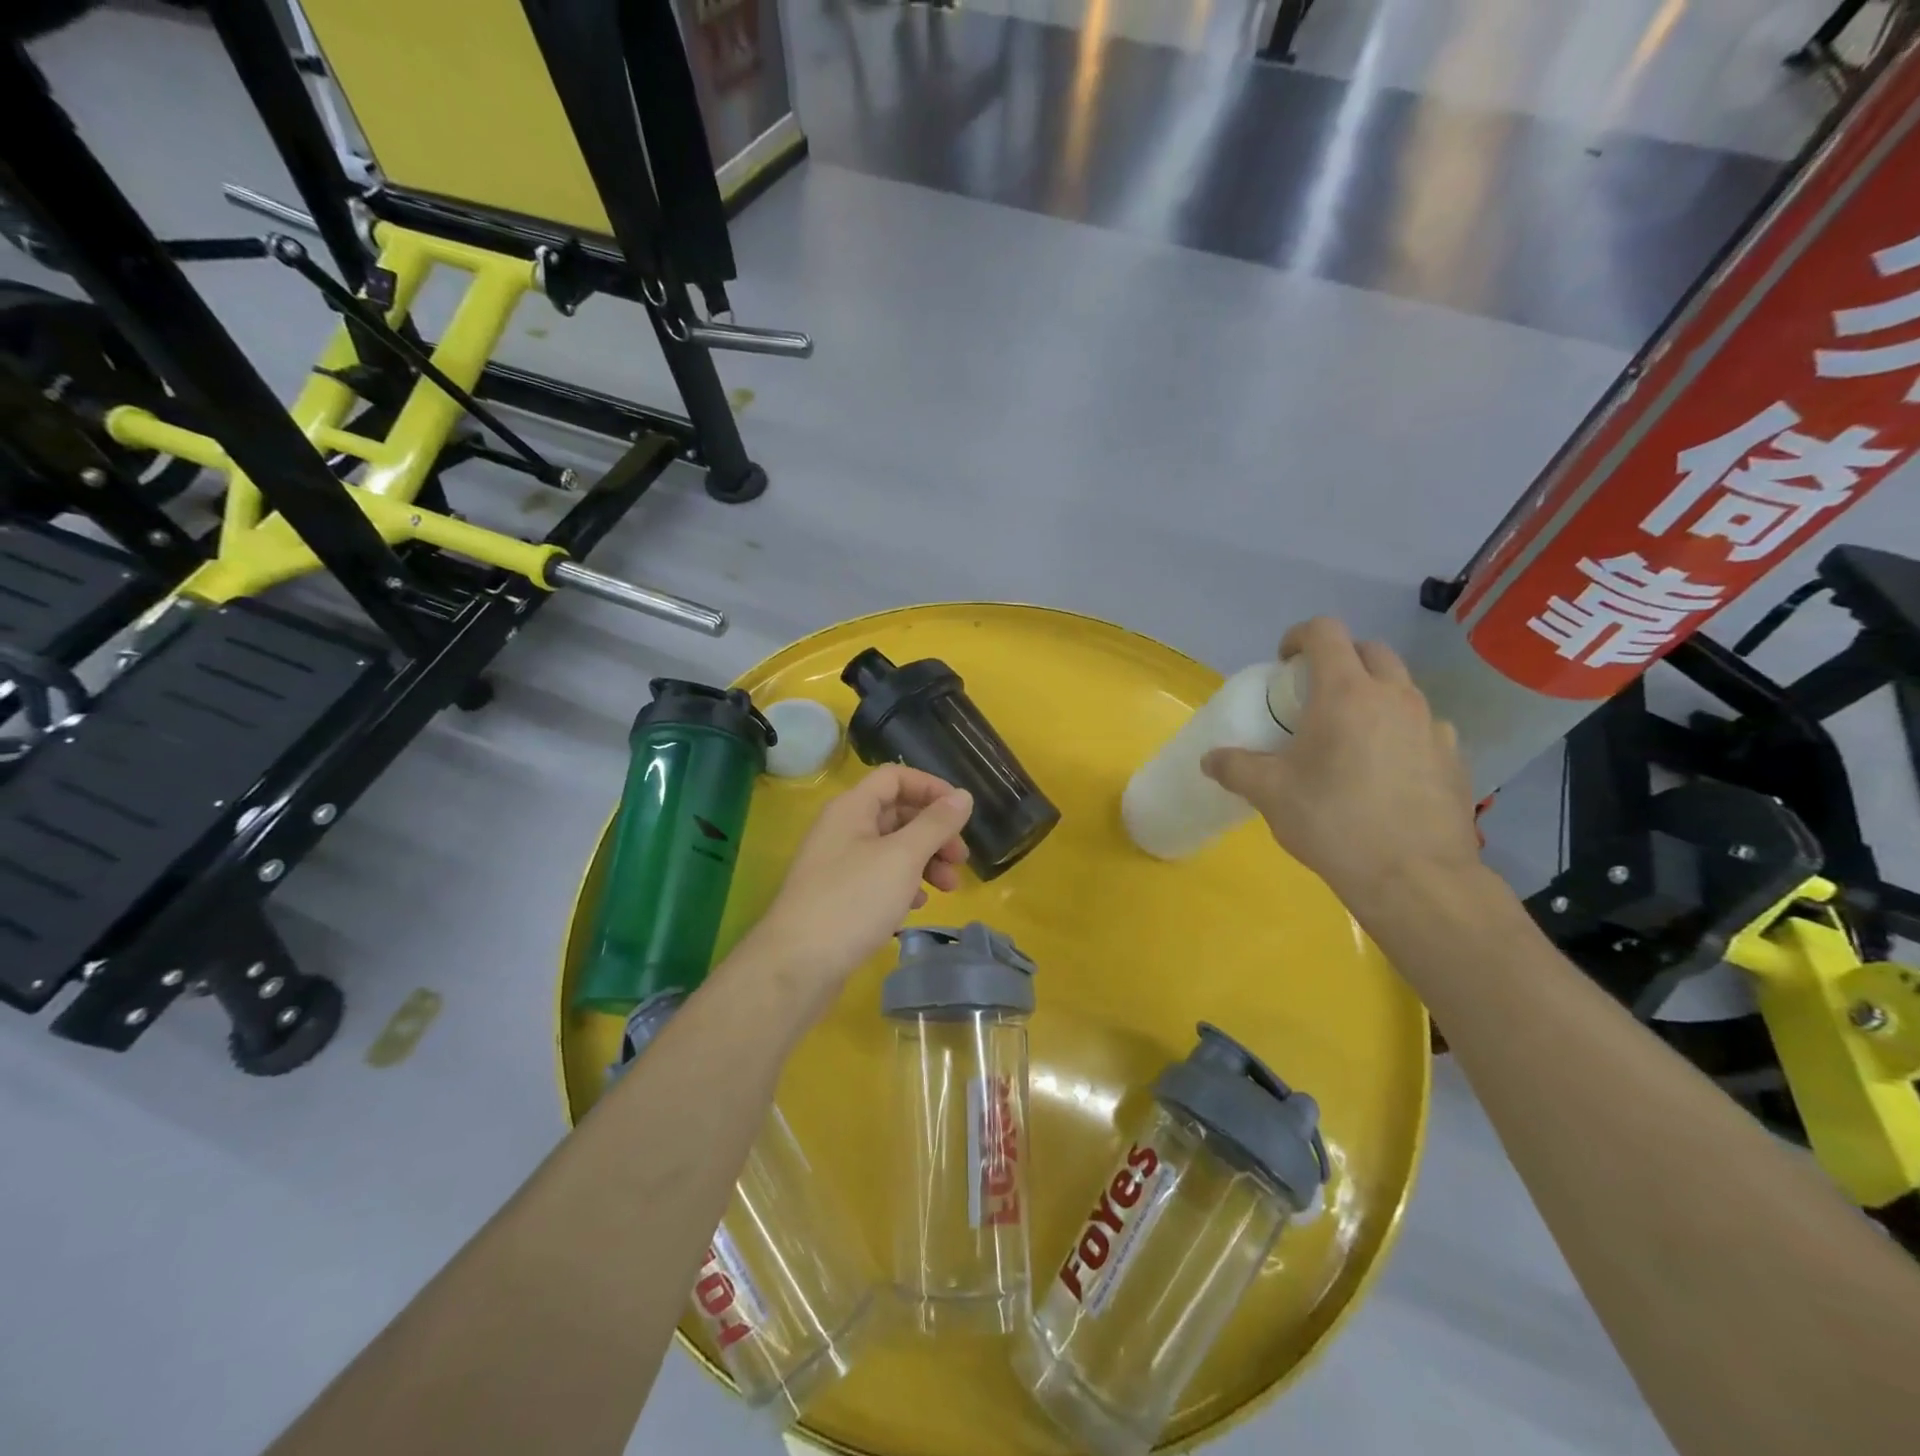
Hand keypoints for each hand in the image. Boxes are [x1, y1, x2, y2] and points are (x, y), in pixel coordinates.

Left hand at [736, 766, 972, 1014]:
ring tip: (949, 887)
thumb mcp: (902, 857)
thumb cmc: (853, 901)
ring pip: (891, 848)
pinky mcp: (839, 896)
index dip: (931, 787)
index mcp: (852, 808)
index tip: (962, 812)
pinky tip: (917, 904)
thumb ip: (935, 825)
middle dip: (934, 832)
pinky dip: (904, 884)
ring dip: (924, 860)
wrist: (797, 965)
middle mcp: (843, 829)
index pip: (894, 777)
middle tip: (961, 859)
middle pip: (896, 813)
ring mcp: (839, 864)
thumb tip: (963, 796)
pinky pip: (879, 877)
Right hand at [1202, 617, 1479, 910]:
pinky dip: (1401, 731)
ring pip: (1401, 688)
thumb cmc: (1333, 822)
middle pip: (1369, 650)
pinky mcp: (1455, 757)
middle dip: (1339, 659)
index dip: (1299, 636)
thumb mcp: (1270, 794)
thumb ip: (1235, 768)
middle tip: (1314, 695)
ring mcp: (1432, 725)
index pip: (1325, 632)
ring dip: (1373, 694)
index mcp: (1346, 693)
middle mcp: (1395, 697)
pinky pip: (1424, 726)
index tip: (1284, 663)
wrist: (1414, 877)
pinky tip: (1387, 770)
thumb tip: (1210, 759)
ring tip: (1350, 736)